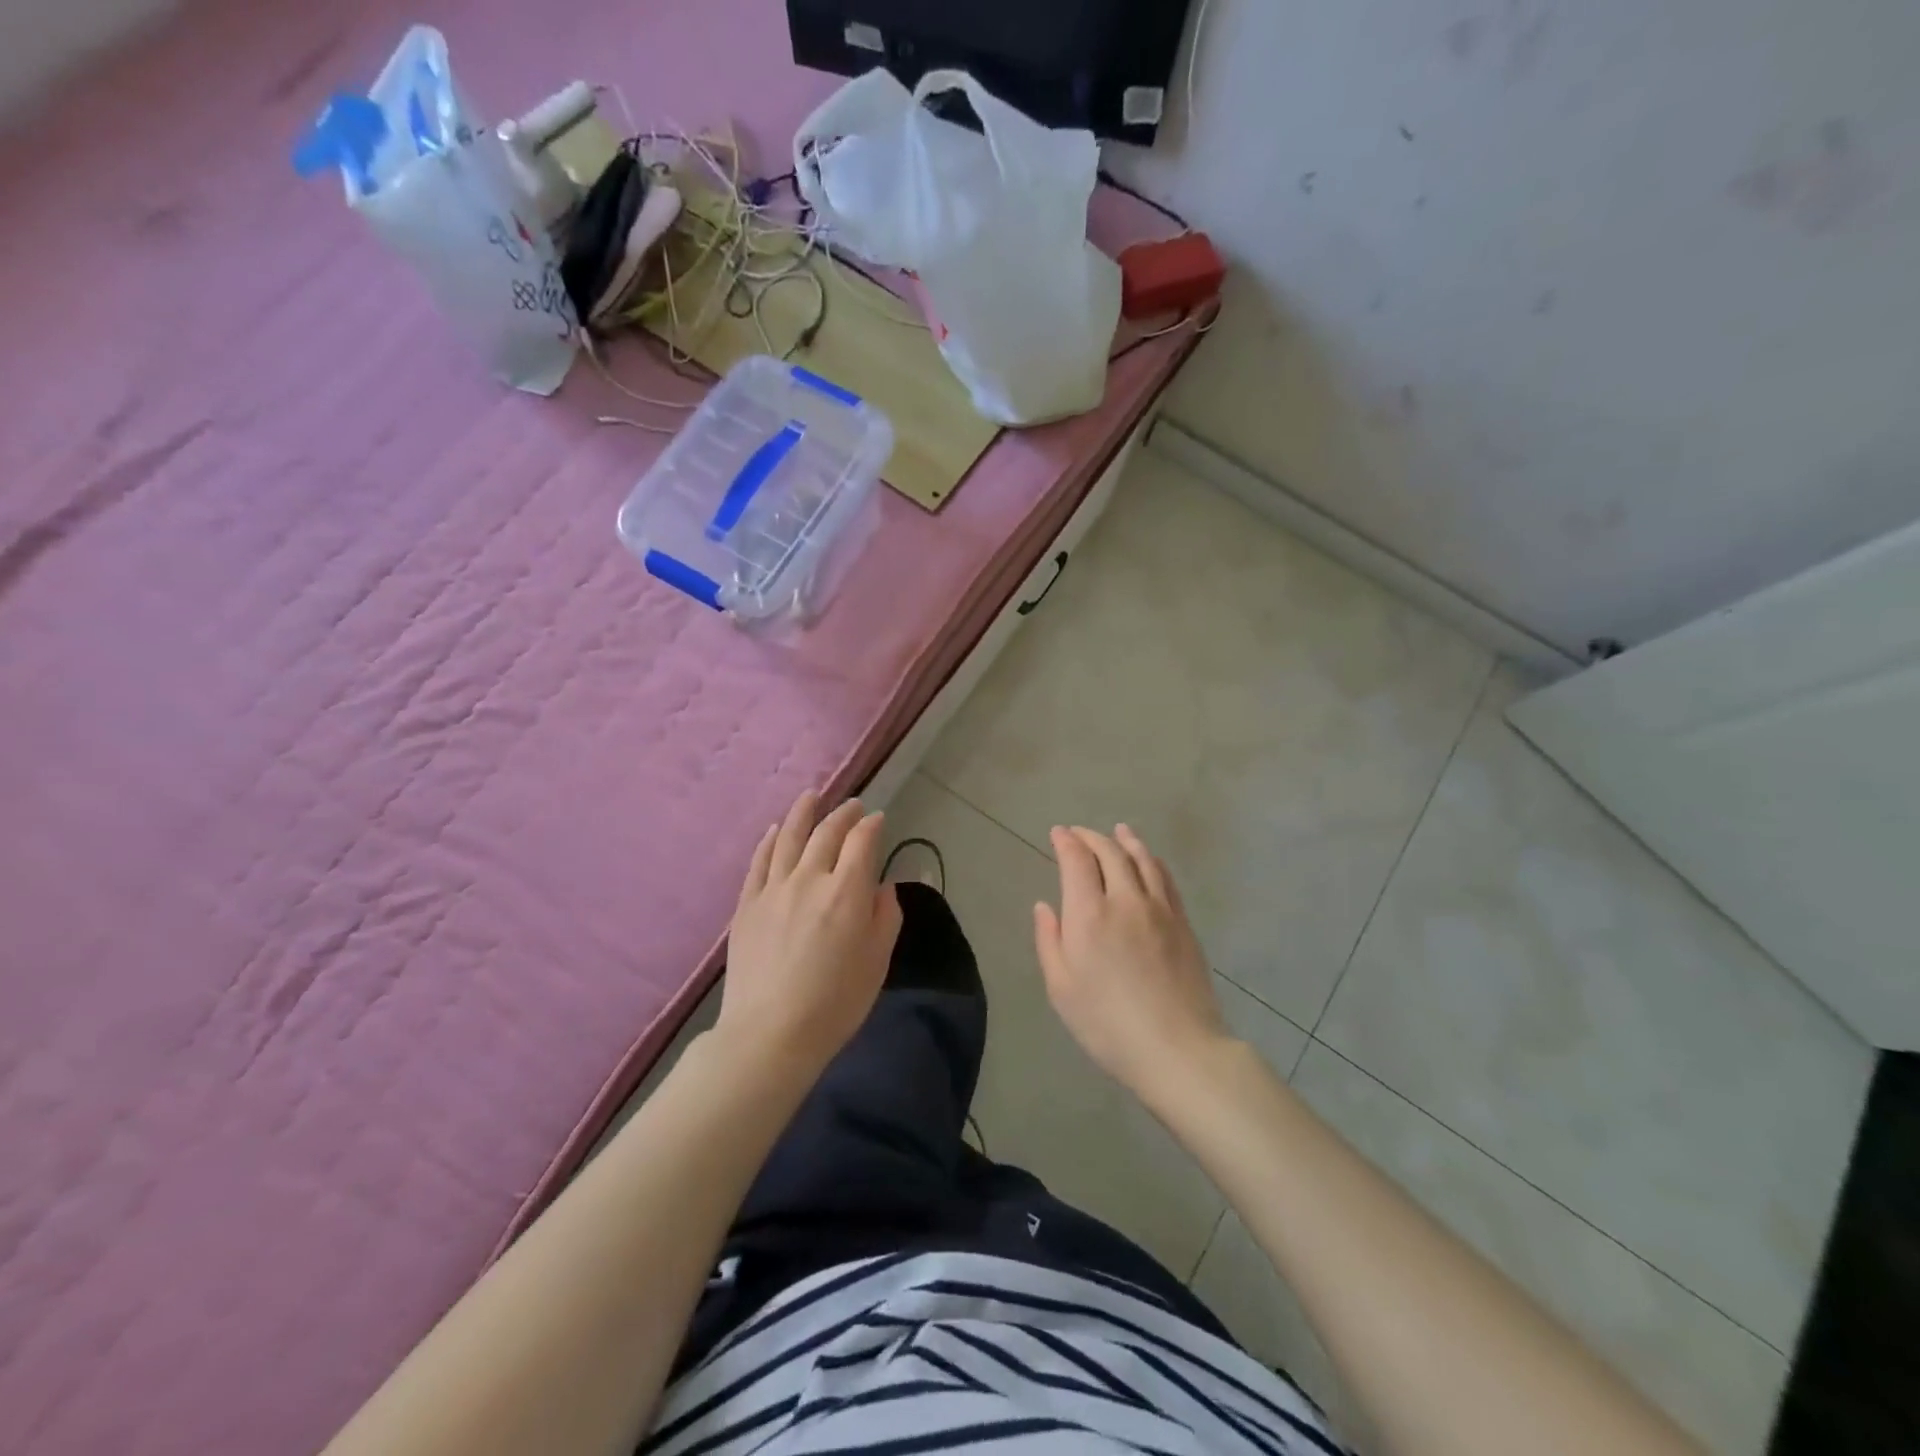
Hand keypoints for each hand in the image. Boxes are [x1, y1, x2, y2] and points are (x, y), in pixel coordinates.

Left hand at [719, 790, 901, 1071]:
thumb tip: (882, 886)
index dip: (871, 825)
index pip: (862, 842)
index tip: (877, 818)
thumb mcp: (877, 962)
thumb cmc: (835, 1003)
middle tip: (852, 804)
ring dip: (803, 813)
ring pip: (788, 838)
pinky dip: (769, 841)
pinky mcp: (747, 905)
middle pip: (826, 833)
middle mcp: (810, 879)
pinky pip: (759, 862)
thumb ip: (885, 916)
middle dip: (842, 814)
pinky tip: (773, 830)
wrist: (770, 1034)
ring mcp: (773, 889)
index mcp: (847, 891)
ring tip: (811, 796)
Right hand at [1034, 824, 1229, 1098]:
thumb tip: (1045, 906)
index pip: (1077, 860)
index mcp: (1089, 914)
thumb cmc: (1107, 1024)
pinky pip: (1165, 878)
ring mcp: (1159, 909)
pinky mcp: (1182, 922)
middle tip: (1079, 833)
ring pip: (1142, 859)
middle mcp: (1125, 900)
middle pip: (1110, 852)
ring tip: (1118, 830)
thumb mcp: (1061, 988)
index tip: (1058, 833)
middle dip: (1091, 837)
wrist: (1177, 1048)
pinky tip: (1149, 860)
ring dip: (1126, 840)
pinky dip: (1152, 860)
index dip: (1066, 842)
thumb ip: (1049, 940)